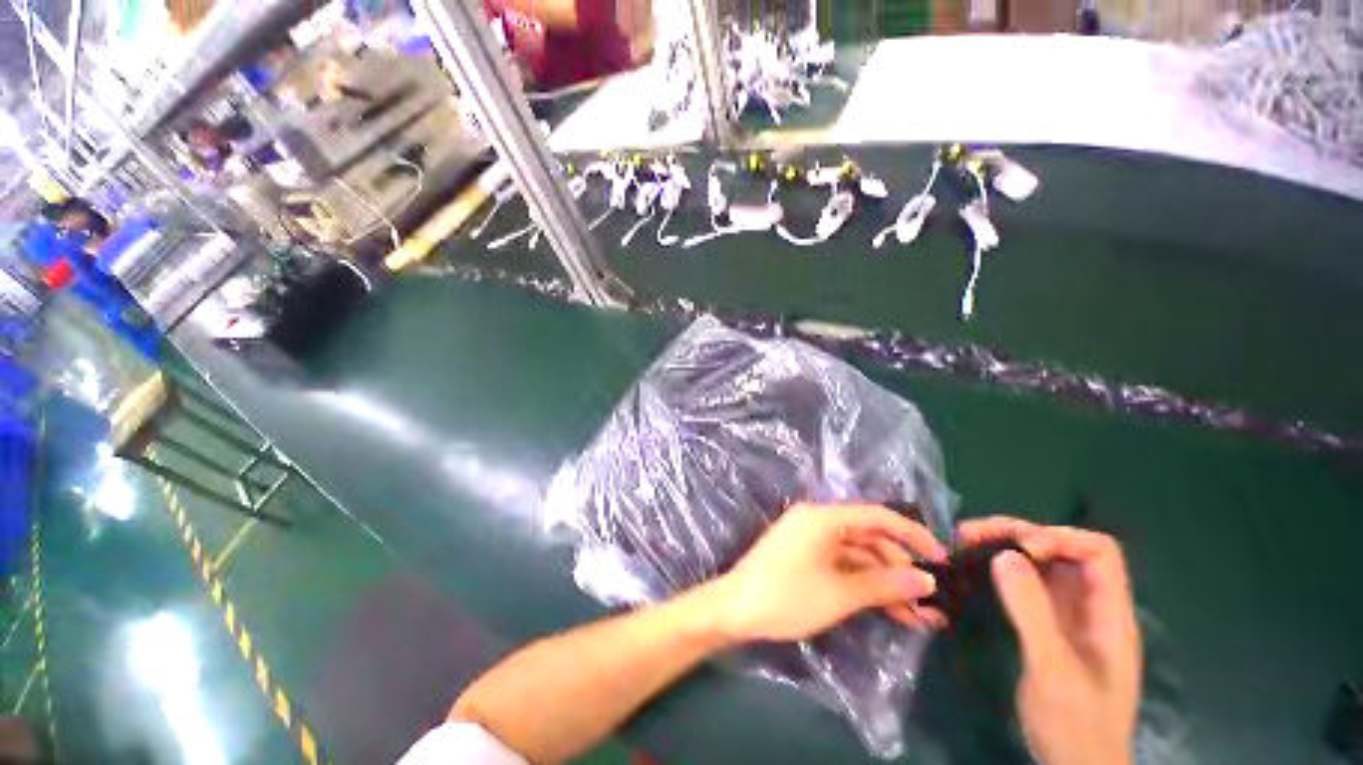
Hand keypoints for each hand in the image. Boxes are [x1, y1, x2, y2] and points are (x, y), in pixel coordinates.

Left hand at [706, 503, 948, 642]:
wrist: (734, 609)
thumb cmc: (787, 596)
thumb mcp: (840, 593)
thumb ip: (884, 584)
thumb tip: (926, 581)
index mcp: (823, 517)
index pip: (877, 516)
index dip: (912, 534)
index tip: (941, 558)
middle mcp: (817, 521)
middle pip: (868, 538)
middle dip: (900, 569)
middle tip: (929, 602)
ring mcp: (809, 539)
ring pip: (857, 556)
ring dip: (885, 582)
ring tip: (917, 616)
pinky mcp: (804, 557)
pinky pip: (841, 565)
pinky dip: (863, 584)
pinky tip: (888, 610)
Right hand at [958, 517, 1141, 764]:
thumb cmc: (1075, 724)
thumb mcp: (1052, 669)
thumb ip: (1032, 612)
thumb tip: (1005, 555)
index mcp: (1110, 614)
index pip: (1098, 551)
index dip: (1059, 538)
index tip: (1018, 548)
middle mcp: (1093, 607)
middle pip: (1064, 550)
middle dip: (1020, 534)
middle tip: (971, 534)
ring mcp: (1071, 617)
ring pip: (1044, 565)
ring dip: (1007, 547)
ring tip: (967, 543)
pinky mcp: (1051, 628)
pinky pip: (1031, 586)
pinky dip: (1006, 570)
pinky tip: (980, 570)